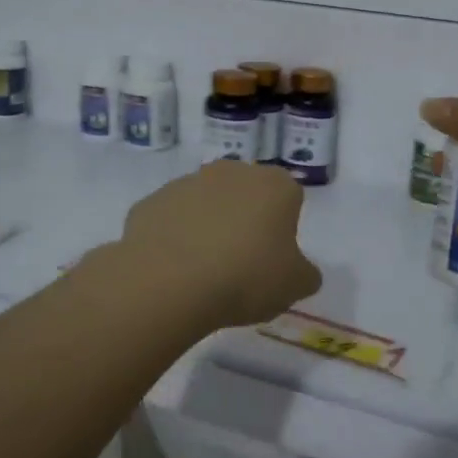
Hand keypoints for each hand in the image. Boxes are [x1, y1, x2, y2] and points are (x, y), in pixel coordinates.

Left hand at [117, 160, 322, 329]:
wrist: (168, 281)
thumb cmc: (245, 277)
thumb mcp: (294, 286)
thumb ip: (305, 274)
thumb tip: (300, 271)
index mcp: (274, 185)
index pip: (289, 197)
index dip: (284, 226)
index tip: (275, 256)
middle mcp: (231, 171)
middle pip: (245, 193)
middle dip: (245, 219)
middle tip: (242, 261)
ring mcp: (187, 182)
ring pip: (206, 203)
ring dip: (208, 226)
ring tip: (203, 270)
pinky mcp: (152, 201)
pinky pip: (172, 219)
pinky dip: (174, 237)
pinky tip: (174, 269)